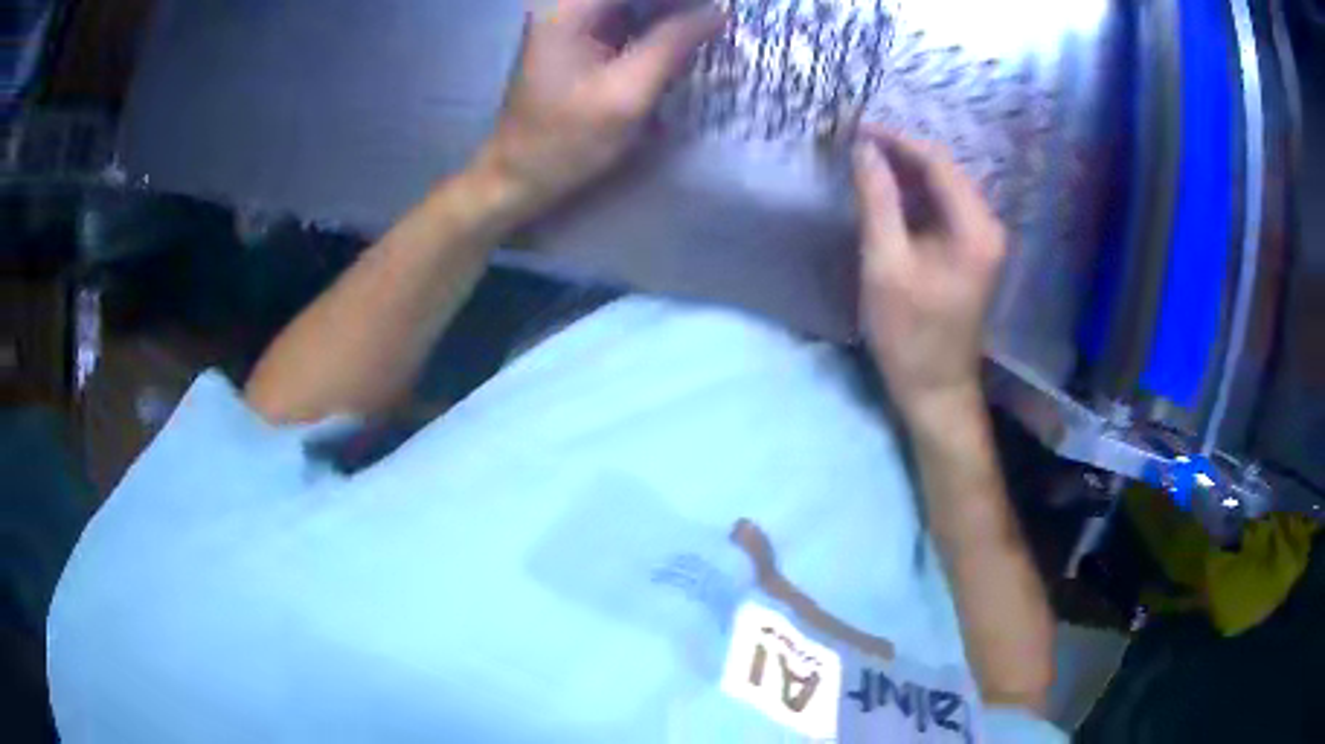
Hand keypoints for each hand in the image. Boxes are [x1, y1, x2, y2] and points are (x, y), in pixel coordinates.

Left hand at [473, 0, 724, 218]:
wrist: (518, 175)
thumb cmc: (567, 139)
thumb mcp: (627, 93)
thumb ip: (673, 44)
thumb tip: (719, 13)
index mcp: (569, 9)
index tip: (717, 10)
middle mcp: (567, 5)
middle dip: (678, 5)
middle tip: (715, 20)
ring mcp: (572, 21)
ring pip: (634, 4)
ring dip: (671, 13)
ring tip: (708, 29)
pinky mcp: (581, 39)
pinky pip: (628, 19)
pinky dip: (658, 26)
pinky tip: (684, 39)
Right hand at [851, 126, 1006, 418]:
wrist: (934, 388)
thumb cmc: (909, 334)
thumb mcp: (885, 264)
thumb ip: (877, 201)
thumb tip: (863, 150)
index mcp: (975, 228)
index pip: (938, 163)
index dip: (897, 140)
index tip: (856, 129)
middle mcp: (987, 226)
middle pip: (943, 171)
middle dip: (900, 153)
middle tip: (855, 143)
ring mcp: (981, 240)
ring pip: (942, 187)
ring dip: (905, 172)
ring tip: (864, 161)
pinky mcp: (970, 252)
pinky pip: (942, 208)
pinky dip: (913, 196)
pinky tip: (885, 192)